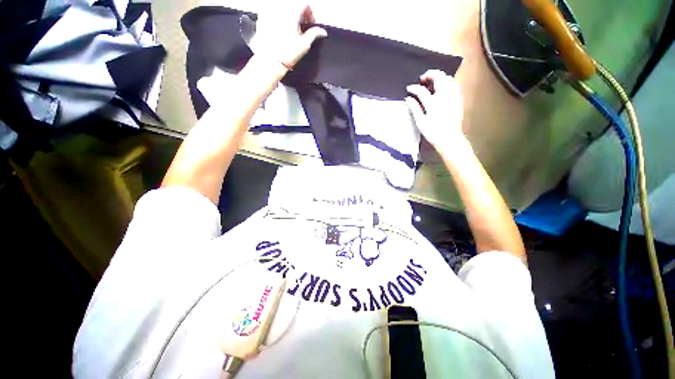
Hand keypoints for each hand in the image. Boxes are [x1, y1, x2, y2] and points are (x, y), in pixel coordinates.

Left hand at [253, 3, 326, 69]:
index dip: (310, 14)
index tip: (310, 24)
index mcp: (292, 11)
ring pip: (283, 8)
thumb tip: (322, 32)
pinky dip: (278, 18)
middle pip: (294, 5)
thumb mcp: (304, 44)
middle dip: (299, 14)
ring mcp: (269, 11)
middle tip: (301, 27)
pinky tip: (280, 30)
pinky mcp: (262, 17)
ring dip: (289, 15)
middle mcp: (280, 8)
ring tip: (290, 29)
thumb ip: (314, 34)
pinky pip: (273, 12)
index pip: (305, 4)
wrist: (271, 61)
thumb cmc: (287, 53)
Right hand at [405, 70, 464, 148]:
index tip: (409, 88)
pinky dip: (447, 82)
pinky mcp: (458, 98)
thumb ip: (414, 108)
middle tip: (422, 80)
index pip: (421, 90)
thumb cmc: (433, 132)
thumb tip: (408, 98)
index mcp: (433, 104)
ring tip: (431, 83)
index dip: (413, 88)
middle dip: (429, 75)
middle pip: (438, 77)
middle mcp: (444, 96)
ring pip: (448, 78)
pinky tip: (441, 88)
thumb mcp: (420, 122)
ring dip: (439, 77)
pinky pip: (454, 84)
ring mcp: (453, 96)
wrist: (450, 138)